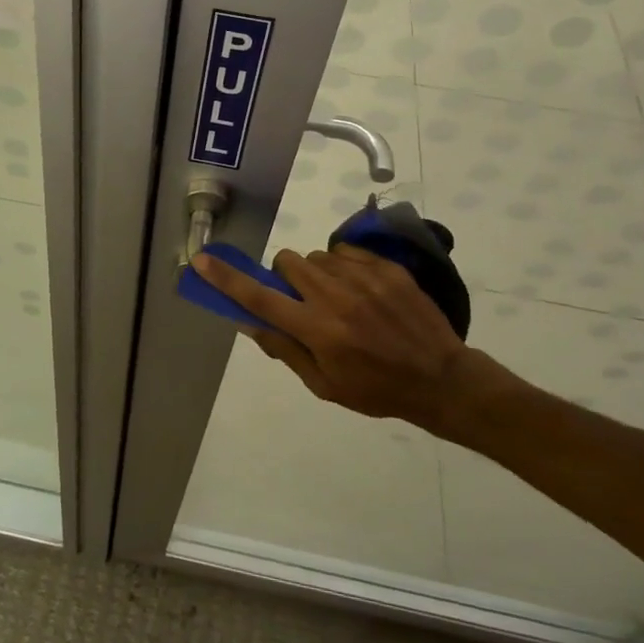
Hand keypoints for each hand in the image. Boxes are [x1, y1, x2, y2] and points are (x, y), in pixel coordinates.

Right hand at [191, 245, 514, 438]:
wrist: (441, 378)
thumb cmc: (376, 390)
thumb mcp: (325, 384)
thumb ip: (285, 349)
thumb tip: (249, 320)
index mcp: (317, 330)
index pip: (260, 299)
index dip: (227, 279)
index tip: (203, 260)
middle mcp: (335, 297)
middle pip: (287, 262)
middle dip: (285, 277)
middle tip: (302, 300)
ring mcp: (364, 277)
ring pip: (316, 257)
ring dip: (316, 274)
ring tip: (339, 299)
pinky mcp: (386, 267)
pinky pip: (346, 252)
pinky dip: (344, 267)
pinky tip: (361, 290)